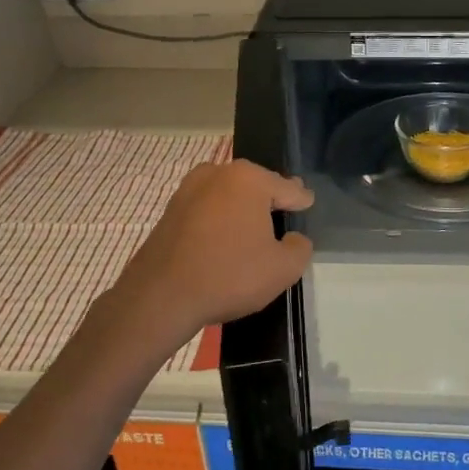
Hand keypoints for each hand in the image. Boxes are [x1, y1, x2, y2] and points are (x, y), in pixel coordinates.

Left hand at [113, 160, 313, 342]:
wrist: (160, 297)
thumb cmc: (229, 275)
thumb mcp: (283, 269)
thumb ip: (300, 247)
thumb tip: (293, 238)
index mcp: (249, 179)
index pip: (287, 188)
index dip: (301, 200)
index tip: (308, 204)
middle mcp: (218, 173)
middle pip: (256, 185)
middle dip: (270, 200)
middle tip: (283, 216)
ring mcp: (189, 189)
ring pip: (228, 194)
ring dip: (241, 209)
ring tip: (254, 230)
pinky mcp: (171, 209)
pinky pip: (207, 209)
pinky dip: (219, 219)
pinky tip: (224, 240)